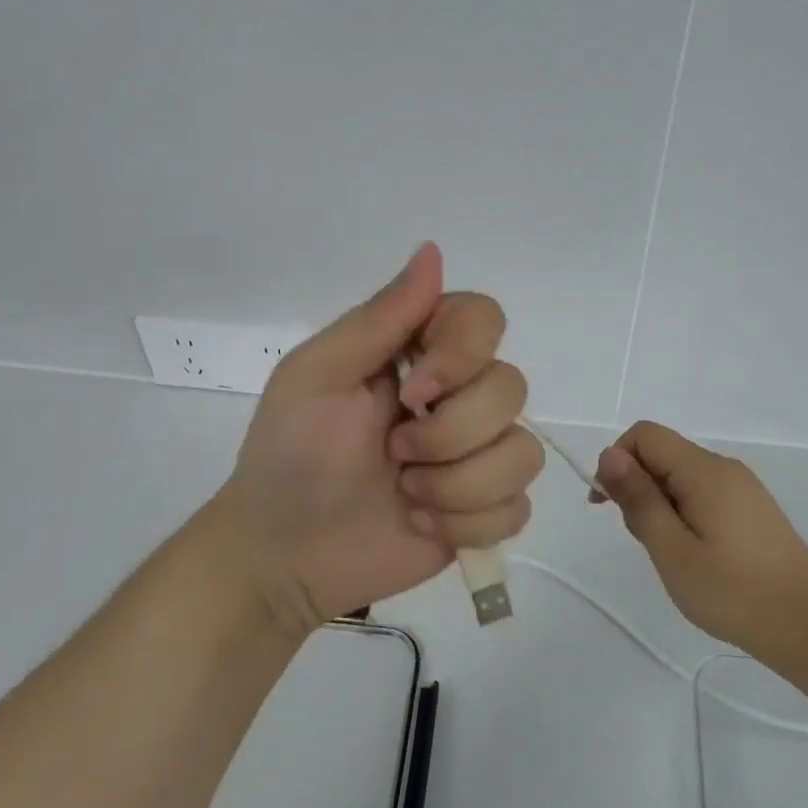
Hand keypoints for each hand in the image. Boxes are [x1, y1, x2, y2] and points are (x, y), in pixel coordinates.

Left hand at [222, 242, 542, 632]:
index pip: (485, 319)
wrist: (284, 557)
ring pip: (523, 454)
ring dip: (457, 486)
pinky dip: (467, 524)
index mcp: (419, 354)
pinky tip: (422, 524)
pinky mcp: (486, 510)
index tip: (413, 393)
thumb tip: (432, 250)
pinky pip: (517, 507)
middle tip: (393, 455)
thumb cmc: (290, 457)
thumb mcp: (317, 376)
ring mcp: (476, 455)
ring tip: (406, 495)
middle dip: (449, 435)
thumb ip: (380, 317)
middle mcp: (458, 396)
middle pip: (511, 389)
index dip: (464, 354)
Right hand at [594, 421, 807, 666]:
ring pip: (680, 476)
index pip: (645, 435)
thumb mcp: (672, 550)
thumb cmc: (733, 593)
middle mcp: (724, 468)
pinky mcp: (752, 508)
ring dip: (660, 504)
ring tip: (671, 554)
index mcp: (705, 471)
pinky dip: (683, 512)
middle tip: (647, 540)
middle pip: (662, 454)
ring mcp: (742, 487)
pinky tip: (694, 554)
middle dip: (638, 487)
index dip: (617, 461)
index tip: (608, 505)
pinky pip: (702, 493)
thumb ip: (639, 499)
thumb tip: (610, 454)